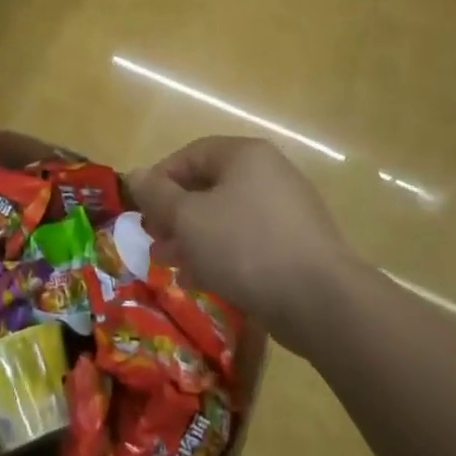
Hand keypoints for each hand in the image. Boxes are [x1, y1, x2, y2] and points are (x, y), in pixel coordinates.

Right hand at [127, 136, 363, 328]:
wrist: (320, 301)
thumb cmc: (244, 246)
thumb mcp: (187, 218)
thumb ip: (157, 194)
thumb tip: (135, 174)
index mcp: (245, 156)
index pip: (190, 155)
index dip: (159, 179)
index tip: (141, 209)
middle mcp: (269, 175)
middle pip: (208, 187)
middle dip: (174, 215)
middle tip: (153, 239)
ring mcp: (287, 212)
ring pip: (226, 218)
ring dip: (192, 238)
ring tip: (169, 263)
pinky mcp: (296, 247)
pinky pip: (248, 242)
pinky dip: (220, 255)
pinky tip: (200, 280)